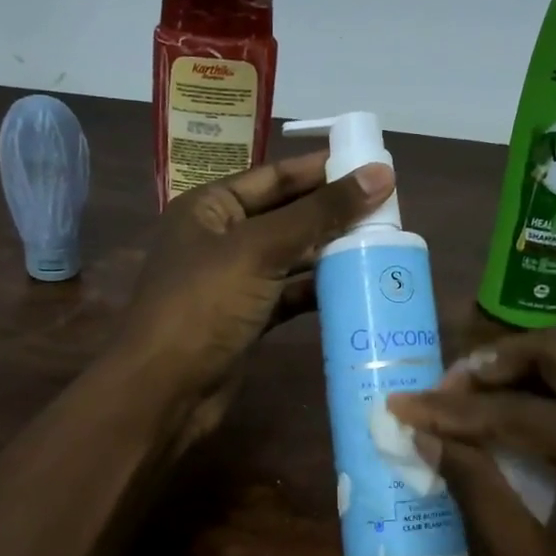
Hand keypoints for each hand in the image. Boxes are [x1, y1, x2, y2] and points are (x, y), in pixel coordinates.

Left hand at [121, 152, 393, 443]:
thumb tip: (380, 174)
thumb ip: (319, 213)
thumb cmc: (204, 305)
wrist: (166, 390)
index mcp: (210, 208)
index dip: (321, 169)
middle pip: (286, 216)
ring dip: (331, 252)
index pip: (273, 177)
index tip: (373, 165)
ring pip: (291, 257)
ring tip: (383, 243)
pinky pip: (290, 294)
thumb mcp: (259, 249)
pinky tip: (356, 285)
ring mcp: (234, 282)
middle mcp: (221, 239)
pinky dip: (319, 290)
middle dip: (332, 212)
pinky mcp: (248, 319)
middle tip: (389, 208)